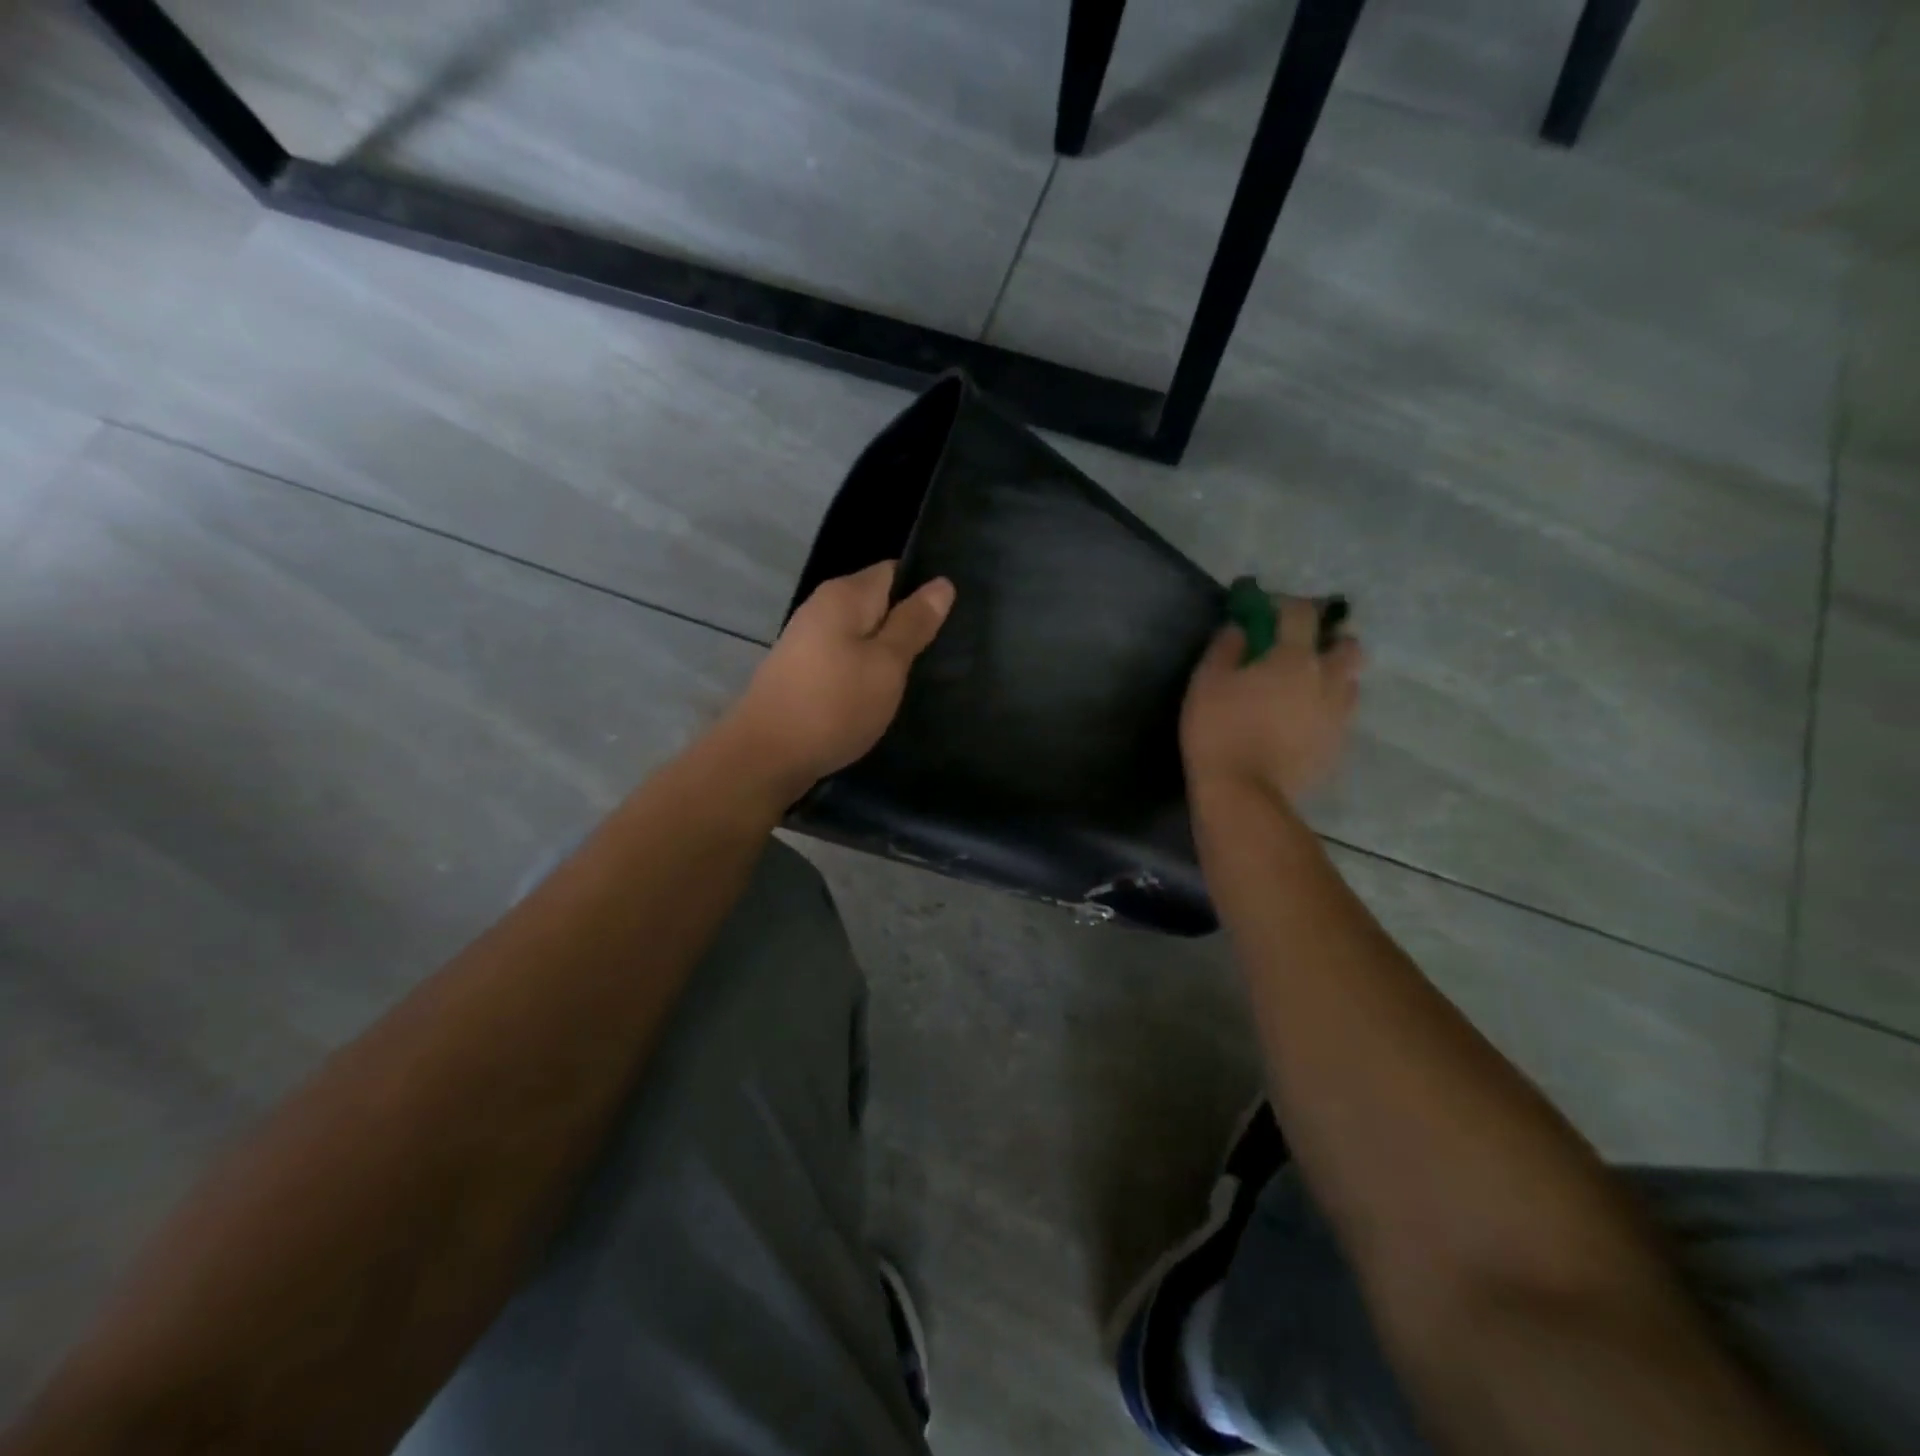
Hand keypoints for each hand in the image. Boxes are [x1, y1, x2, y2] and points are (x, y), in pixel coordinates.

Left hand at [723, 561, 955, 800]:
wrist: (766, 756)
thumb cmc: (834, 705)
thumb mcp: (887, 664)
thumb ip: (913, 623)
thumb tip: (942, 583)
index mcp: (844, 595)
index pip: (893, 571)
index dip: (923, 590)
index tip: (953, 619)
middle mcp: (822, 608)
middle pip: (877, 604)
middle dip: (908, 625)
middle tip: (944, 652)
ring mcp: (807, 641)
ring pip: (861, 635)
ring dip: (887, 652)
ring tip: (920, 676)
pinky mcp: (802, 672)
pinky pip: (845, 660)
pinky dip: (865, 672)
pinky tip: (882, 695)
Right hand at [1181, 596, 1362, 807]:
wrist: (1244, 793)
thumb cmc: (1219, 730)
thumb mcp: (1207, 682)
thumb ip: (1225, 647)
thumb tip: (1239, 628)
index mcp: (1295, 658)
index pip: (1302, 613)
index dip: (1285, 605)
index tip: (1265, 611)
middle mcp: (1327, 680)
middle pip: (1348, 646)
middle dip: (1328, 640)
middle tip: (1300, 651)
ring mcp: (1338, 715)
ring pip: (1350, 682)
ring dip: (1331, 676)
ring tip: (1303, 689)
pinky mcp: (1337, 745)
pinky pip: (1340, 715)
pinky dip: (1325, 709)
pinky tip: (1300, 722)